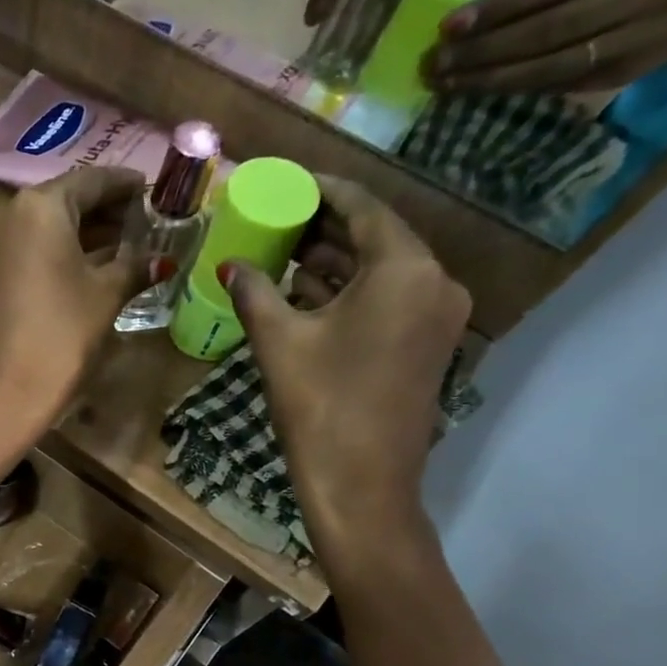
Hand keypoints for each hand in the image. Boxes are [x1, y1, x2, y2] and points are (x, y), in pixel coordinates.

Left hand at [0, 165, 149, 426]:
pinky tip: (95, 268)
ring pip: (49, 227)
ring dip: (87, 234)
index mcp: (39, 206)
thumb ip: (135, 266)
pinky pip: (33, 250)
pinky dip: (63, 253)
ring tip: (130, 247)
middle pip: (68, 201)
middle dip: (108, 212)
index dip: (127, 186)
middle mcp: (9, 214)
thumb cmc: (61, 335)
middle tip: (147, 223)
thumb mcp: (106, 295)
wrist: (4, 394)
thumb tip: (162, 260)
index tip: (156, 193)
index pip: (92, 180)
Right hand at [224, 177, 470, 566]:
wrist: (361, 484)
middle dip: (326, 227)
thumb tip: (230, 265)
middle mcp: (434, 282)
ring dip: (336, 261)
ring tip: (285, 252)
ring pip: (382, 270)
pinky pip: (388, 299)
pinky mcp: (426, 345)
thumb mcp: (279, 342)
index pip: (364, 208)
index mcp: (405, 270)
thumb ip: (255, 293)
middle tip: (279, 217)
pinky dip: (351, 291)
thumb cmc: (319, 405)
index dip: (322, 190)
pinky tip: (307, 292)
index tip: (288, 181)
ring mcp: (436, 316)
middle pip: (377, 237)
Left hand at [430, 0, 666, 93]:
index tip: (450, 24)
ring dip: (489, 78)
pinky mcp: (624, 75)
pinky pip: (557, 85)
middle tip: (435, 63)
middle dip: (483, 50)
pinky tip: (479, 91)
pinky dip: (514, 89)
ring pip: (549, 66)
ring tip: (445, 83)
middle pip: (547, 29)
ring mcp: (637, 39)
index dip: (499, 6)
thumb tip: (483, 0)